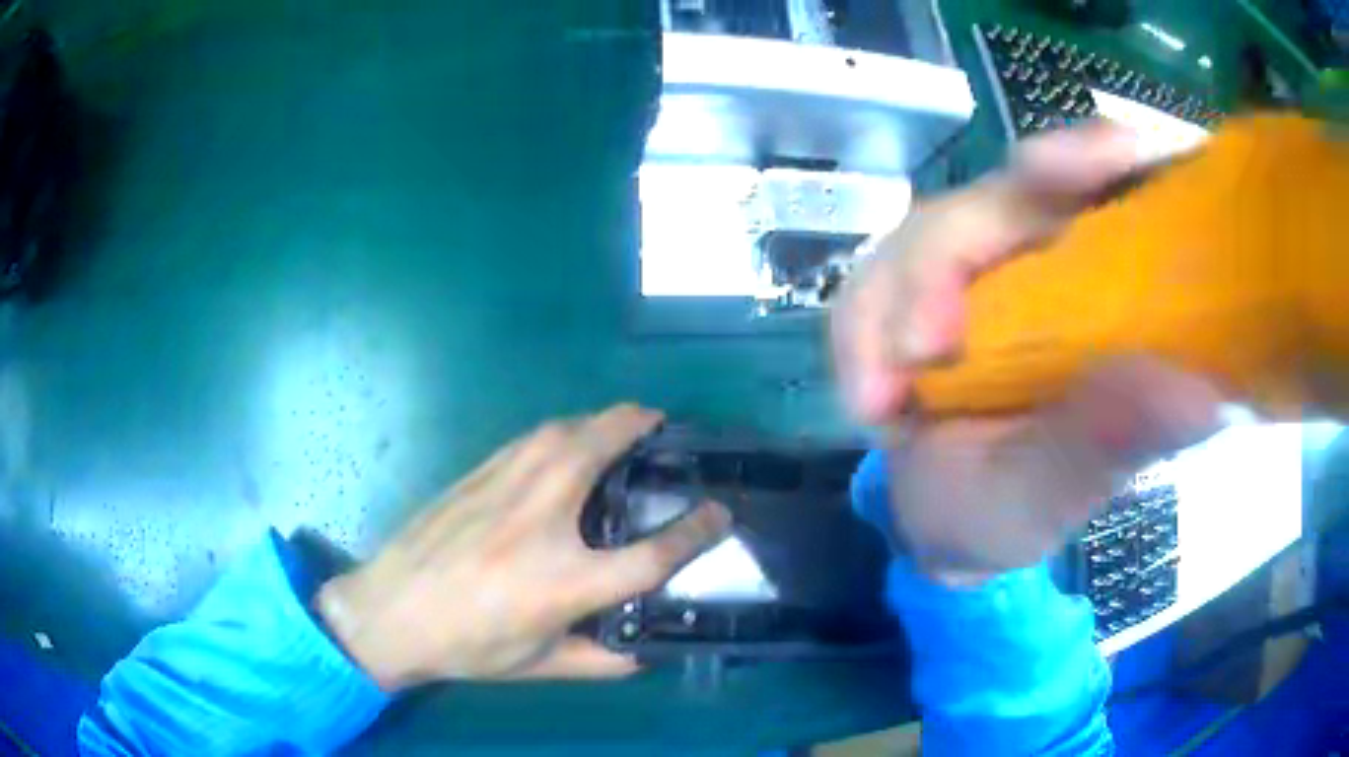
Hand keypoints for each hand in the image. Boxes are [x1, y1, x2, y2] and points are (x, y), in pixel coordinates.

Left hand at [315, 405, 729, 690]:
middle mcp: (540, 522)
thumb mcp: (539, 667)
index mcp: (565, 582)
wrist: (390, 611)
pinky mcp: (477, 476)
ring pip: (563, 431)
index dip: (696, 532)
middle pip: (601, 451)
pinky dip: (561, 428)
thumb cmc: (466, 646)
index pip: (651, 554)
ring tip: (621, 421)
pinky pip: (530, 438)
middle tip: (661, 423)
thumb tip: (646, 653)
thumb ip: (601, 661)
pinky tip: (565, 438)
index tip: (721, 513)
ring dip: (599, 418)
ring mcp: (504, 490)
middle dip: (639, 426)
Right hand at [832, 125, 1223, 581]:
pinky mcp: (917, 285)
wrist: (944, 524)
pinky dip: (861, 333)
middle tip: (923, 348)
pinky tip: (870, 398)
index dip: (1096, 156)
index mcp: (1111, 291)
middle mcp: (1049, 257)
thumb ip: (1112, 444)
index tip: (1071, 166)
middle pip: (1002, 194)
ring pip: (926, 235)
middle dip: (951, 258)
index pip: (1112, 186)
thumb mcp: (1064, 490)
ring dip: (893, 306)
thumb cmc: (1018, 508)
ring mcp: (980, 265)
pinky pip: (875, 281)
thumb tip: (1198, 397)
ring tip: (880, 402)